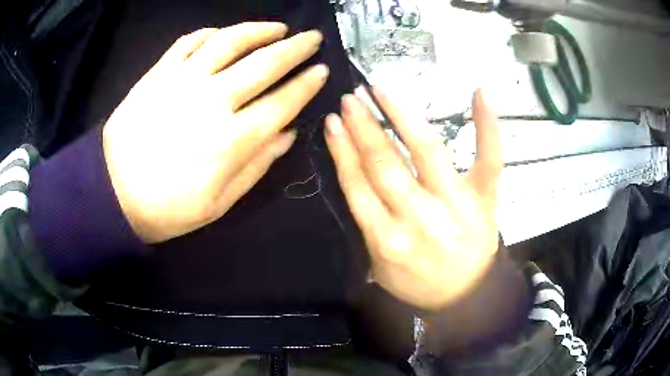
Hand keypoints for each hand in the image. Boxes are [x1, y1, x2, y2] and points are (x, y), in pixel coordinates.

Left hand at [103, 23, 328, 243]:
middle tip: (313, 38)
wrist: (111, 192)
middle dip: (296, 48)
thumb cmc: (166, 208)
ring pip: (230, 41)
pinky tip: (225, 33)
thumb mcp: (218, 204)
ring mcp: (182, 81)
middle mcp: (212, 101)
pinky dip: (212, 33)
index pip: (282, 102)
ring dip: (260, 30)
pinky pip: (190, 42)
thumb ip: (256, 167)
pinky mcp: (158, 73)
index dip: (306, 84)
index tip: (322, 70)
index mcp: (231, 140)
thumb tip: (287, 133)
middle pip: (264, 63)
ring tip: (278, 28)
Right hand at [325, 89, 501, 311]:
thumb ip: (367, 226)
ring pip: (427, 150)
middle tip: (351, 98)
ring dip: (401, 115)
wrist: (466, 296)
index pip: (358, 185)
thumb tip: (354, 175)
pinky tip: (479, 93)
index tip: (332, 123)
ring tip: (381, 90)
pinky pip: (489, 158)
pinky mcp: (486, 197)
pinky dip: (487, 125)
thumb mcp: (380, 267)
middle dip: (364, 127)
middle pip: (385, 163)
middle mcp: (420, 217)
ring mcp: (457, 203)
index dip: (342, 150)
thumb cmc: (419, 283)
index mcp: (388, 239)